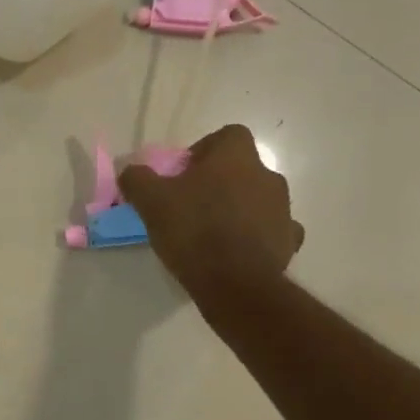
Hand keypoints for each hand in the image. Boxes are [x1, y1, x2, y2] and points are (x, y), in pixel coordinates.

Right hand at [119, 124, 303, 298]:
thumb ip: (137, 178)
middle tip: (192, 205)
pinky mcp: (288, 241)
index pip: (228, 136)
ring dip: (239, 209)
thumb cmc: (193, 230)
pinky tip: (236, 252)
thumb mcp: (150, 201)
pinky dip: (256, 236)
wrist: (235, 283)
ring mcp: (283, 209)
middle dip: (220, 183)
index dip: (205, 151)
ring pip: (258, 200)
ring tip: (212, 233)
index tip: (184, 175)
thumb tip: (130, 170)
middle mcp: (267, 176)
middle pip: (242, 169)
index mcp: (236, 157)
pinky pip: (272, 230)